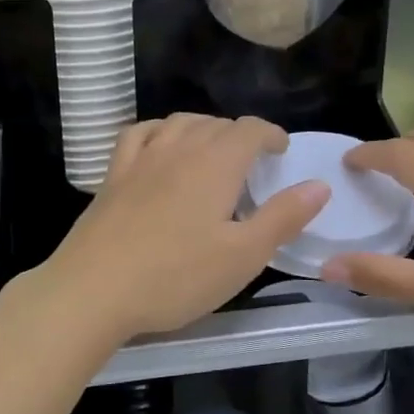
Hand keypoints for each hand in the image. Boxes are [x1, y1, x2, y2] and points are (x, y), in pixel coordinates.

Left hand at [37, 114, 329, 341]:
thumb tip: (319, 185)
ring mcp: (140, 160)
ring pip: (178, 123)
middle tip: (252, 161)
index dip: (270, 134)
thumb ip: (283, 218)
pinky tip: (159, 144)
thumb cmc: (175, 277)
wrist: (93, 290)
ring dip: (202, 127)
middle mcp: (178, 149)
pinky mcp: (112, 176)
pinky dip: (157, 130)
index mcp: (215, 165)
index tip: (281, 150)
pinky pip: (138, 134)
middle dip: (239, 134)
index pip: (249, 129)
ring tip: (212, 149)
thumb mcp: (243, 256)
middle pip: (215, 124)